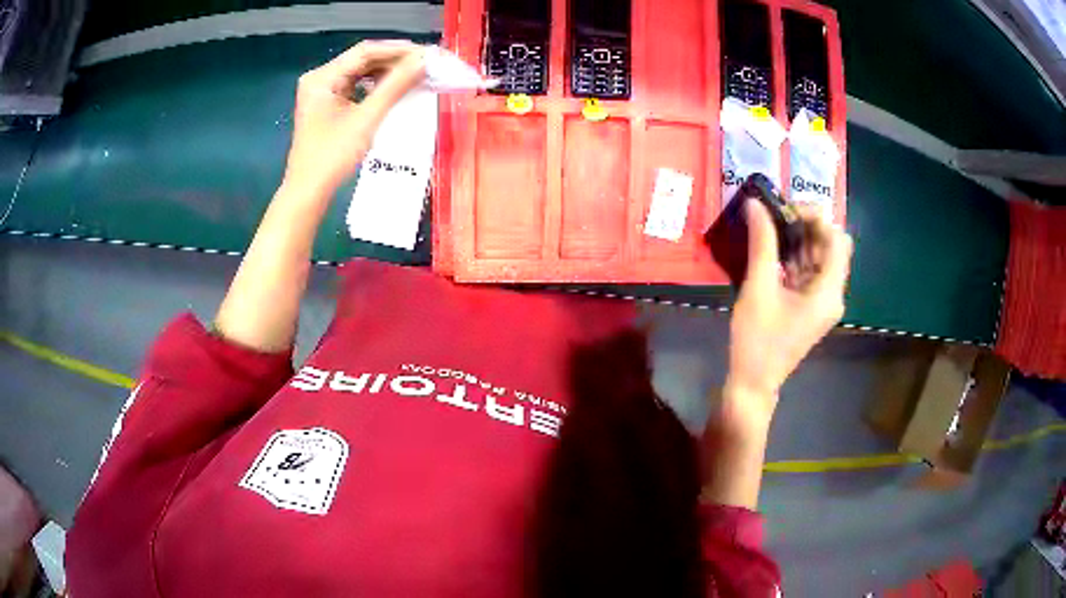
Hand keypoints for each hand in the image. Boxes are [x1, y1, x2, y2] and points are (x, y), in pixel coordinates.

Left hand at [283, 40, 426, 193]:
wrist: (308, 192)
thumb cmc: (332, 157)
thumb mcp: (367, 119)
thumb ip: (395, 86)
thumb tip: (424, 60)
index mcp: (322, 77)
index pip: (365, 52)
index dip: (398, 50)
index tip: (427, 53)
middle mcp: (320, 78)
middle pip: (362, 60)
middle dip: (394, 61)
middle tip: (426, 64)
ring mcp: (322, 92)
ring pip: (360, 73)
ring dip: (387, 73)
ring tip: (416, 74)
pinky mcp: (327, 105)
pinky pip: (356, 87)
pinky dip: (376, 86)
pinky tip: (395, 88)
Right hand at [726, 201, 852, 423]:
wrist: (754, 381)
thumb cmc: (757, 339)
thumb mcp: (758, 288)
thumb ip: (762, 243)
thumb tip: (756, 204)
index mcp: (828, 292)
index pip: (836, 240)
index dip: (815, 218)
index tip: (785, 211)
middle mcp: (833, 294)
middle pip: (832, 246)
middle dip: (807, 227)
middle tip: (777, 219)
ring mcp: (824, 301)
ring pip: (821, 257)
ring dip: (800, 240)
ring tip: (772, 231)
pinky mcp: (812, 306)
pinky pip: (811, 272)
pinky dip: (796, 258)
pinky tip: (774, 253)